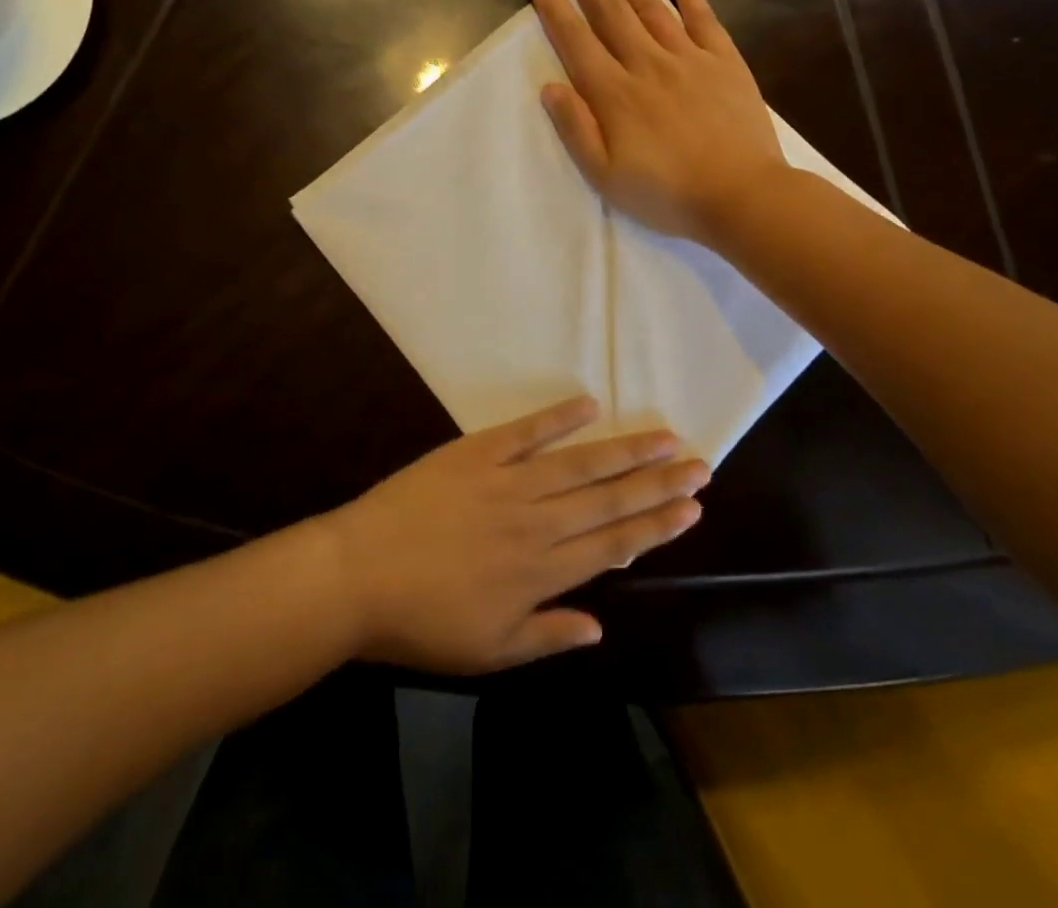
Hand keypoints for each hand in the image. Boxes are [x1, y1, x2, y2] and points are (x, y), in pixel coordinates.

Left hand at [321, 397, 707, 673]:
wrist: (358, 574)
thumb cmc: (422, 621)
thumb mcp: (488, 652)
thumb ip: (548, 636)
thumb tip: (600, 626)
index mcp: (542, 572)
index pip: (615, 544)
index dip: (657, 525)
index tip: (693, 507)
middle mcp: (537, 522)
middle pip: (609, 498)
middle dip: (658, 481)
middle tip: (700, 463)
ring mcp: (507, 481)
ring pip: (579, 463)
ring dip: (625, 449)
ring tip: (665, 436)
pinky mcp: (476, 452)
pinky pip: (526, 431)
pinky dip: (559, 417)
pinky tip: (590, 404)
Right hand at [528, 0, 786, 245]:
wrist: (742, 196)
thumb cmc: (667, 194)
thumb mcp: (605, 176)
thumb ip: (575, 129)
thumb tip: (549, 87)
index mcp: (613, 93)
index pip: (574, 37)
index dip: (552, 1)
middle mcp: (646, 62)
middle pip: (608, 6)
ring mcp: (688, 57)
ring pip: (648, 2)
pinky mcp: (724, 60)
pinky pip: (701, 16)